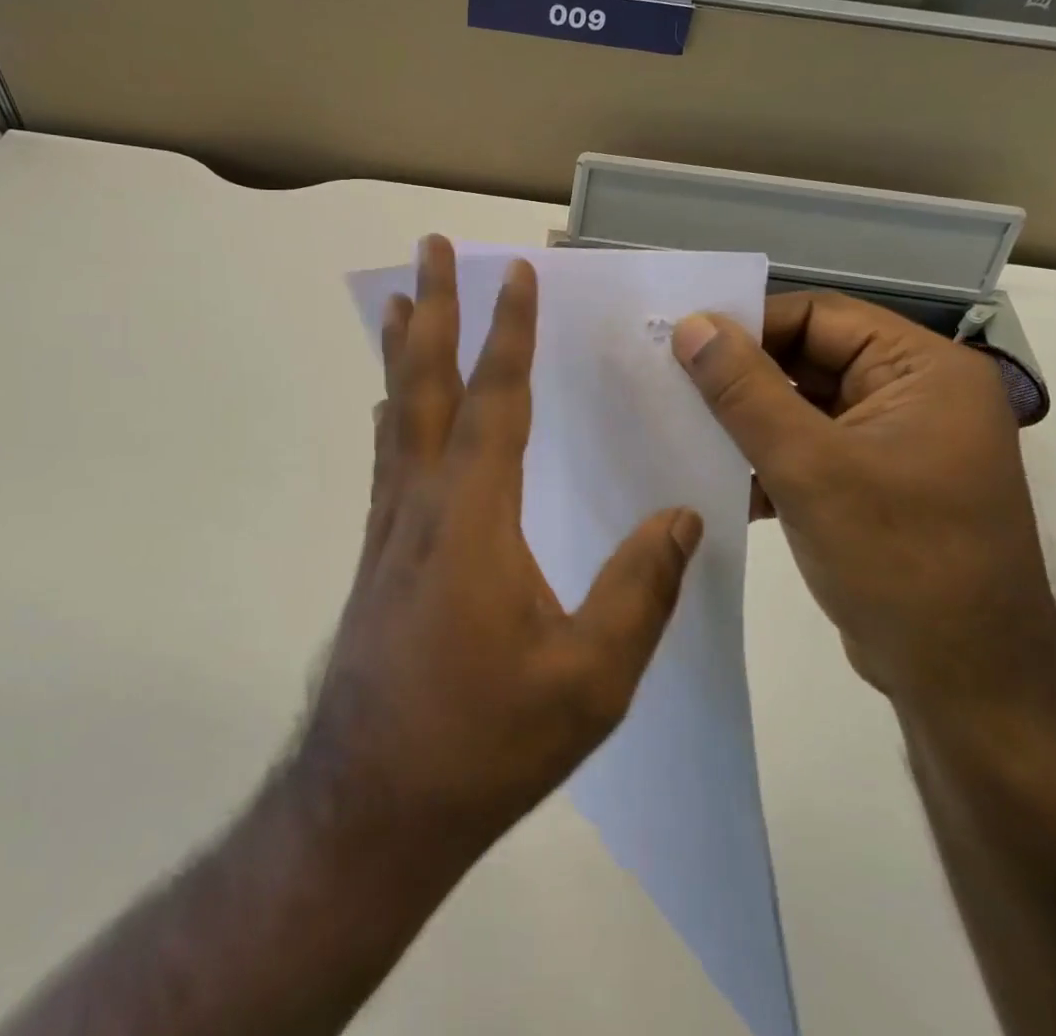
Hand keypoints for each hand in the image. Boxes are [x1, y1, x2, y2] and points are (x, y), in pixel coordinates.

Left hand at [294, 236, 704, 874]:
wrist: (371, 805)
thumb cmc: (485, 739)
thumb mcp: (590, 678)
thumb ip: (640, 591)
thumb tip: (684, 521)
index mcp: (474, 515)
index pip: (497, 399)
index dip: (508, 331)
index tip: (514, 273)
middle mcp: (422, 500)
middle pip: (427, 383)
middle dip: (435, 308)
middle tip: (428, 248)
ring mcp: (389, 525)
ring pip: (397, 414)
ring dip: (404, 352)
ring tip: (404, 303)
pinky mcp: (375, 554)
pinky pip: (388, 458)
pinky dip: (393, 412)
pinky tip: (393, 407)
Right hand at [670, 292, 1055, 709]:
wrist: (966, 687)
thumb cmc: (899, 561)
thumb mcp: (810, 467)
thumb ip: (745, 390)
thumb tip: (690, 324)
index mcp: (925, 371)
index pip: (821, 316)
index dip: (750, 324)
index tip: (681, 342)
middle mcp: (917, 396)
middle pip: (811, 359)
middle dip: (743, 376)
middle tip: (669, 380)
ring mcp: (897, 444)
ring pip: (803, 407)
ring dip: (748, 420)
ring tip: (681, 424)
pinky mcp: (876, 486)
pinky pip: (810, 449)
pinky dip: (767, 458)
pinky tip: (718, 475)